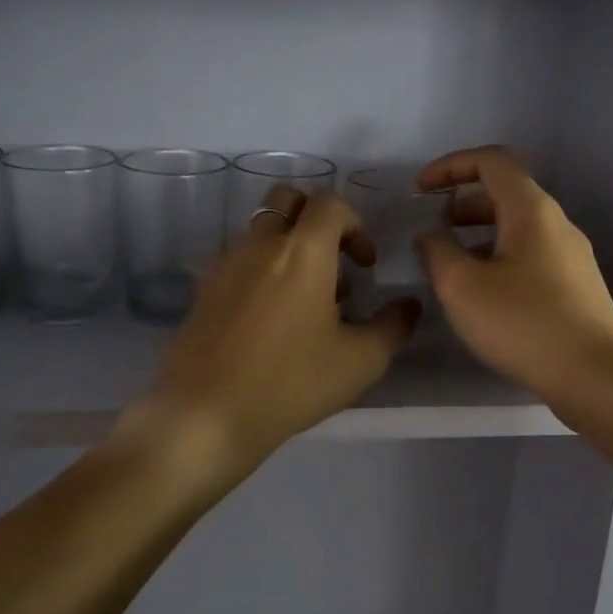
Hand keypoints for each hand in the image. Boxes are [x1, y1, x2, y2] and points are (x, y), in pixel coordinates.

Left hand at [138, 187, 419, 482]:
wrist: (206, 414)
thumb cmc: (291, 382)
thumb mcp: (361, 361)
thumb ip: (394, 325)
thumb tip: (409, 305)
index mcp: (303, 251)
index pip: (330, 203)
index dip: (356, 224)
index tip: (364, 265)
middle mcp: (261, 244)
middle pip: (287, 199)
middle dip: (316, 218)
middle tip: (332, 260)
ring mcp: (225, 264)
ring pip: (260, 229)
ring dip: (287, 244)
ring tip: (303, 296)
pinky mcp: (203, 289)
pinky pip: (238, 259)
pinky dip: (260, 268)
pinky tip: (269, 317)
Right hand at [415, 146, 612, 403]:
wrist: (596, 376)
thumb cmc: (524, 323)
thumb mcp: (463, 286)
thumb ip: (437, 251)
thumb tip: (430, 236)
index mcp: (531, 210)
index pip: (491, 161)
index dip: (451, 165)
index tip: (421, 190)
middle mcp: (556, 224)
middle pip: (506, 193)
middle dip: (463, 203)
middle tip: (433, 227)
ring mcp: (570, 256)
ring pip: (518, 228)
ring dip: (480, 234)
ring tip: (450, 263)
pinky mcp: (575, 287)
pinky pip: (529, 256)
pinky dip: (498, 258)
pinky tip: (482, 295)